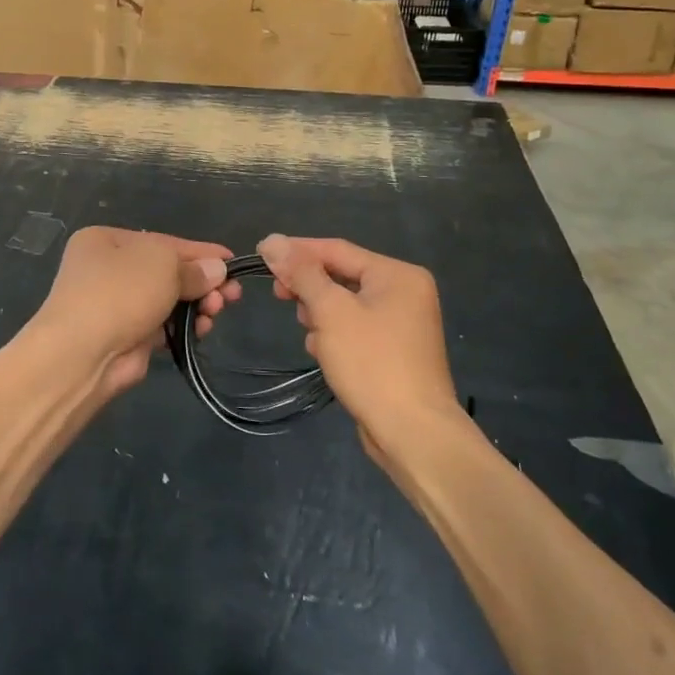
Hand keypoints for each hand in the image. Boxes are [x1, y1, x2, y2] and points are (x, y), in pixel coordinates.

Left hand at [28, 227, 240, 394]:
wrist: (82, 353)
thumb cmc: (120, 292)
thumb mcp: (162, 264)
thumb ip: (193, 267)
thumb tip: (217, 270)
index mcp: (107, 240)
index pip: (164, 242)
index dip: (201, 252)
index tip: (232, 261)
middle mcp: (108, 269)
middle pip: (168, 272)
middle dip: (202, 282)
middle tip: (233, 294)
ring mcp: (115, 305)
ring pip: (168, 300)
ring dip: (197, 305)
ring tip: (215, 312)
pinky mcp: (126, 336)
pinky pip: (163, 326)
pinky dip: (184, 326)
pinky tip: (202, 329)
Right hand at [256, 234, 460, 463]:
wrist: (413, 433)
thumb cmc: (372, 363)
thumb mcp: (331, 311)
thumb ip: (302, 273)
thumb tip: (272, 241)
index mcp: (397, 274)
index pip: (337, 249)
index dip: (297, 251)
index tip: (261, 255)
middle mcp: (405, 293)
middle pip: (342, 276)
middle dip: (309, 288)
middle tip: (279, 296)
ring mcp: (402, 324)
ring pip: (345, 305)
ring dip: (320, 315)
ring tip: (309, 334)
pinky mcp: (394, 352)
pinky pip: (356, 330)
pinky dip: (335, 336)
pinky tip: (322, 353)